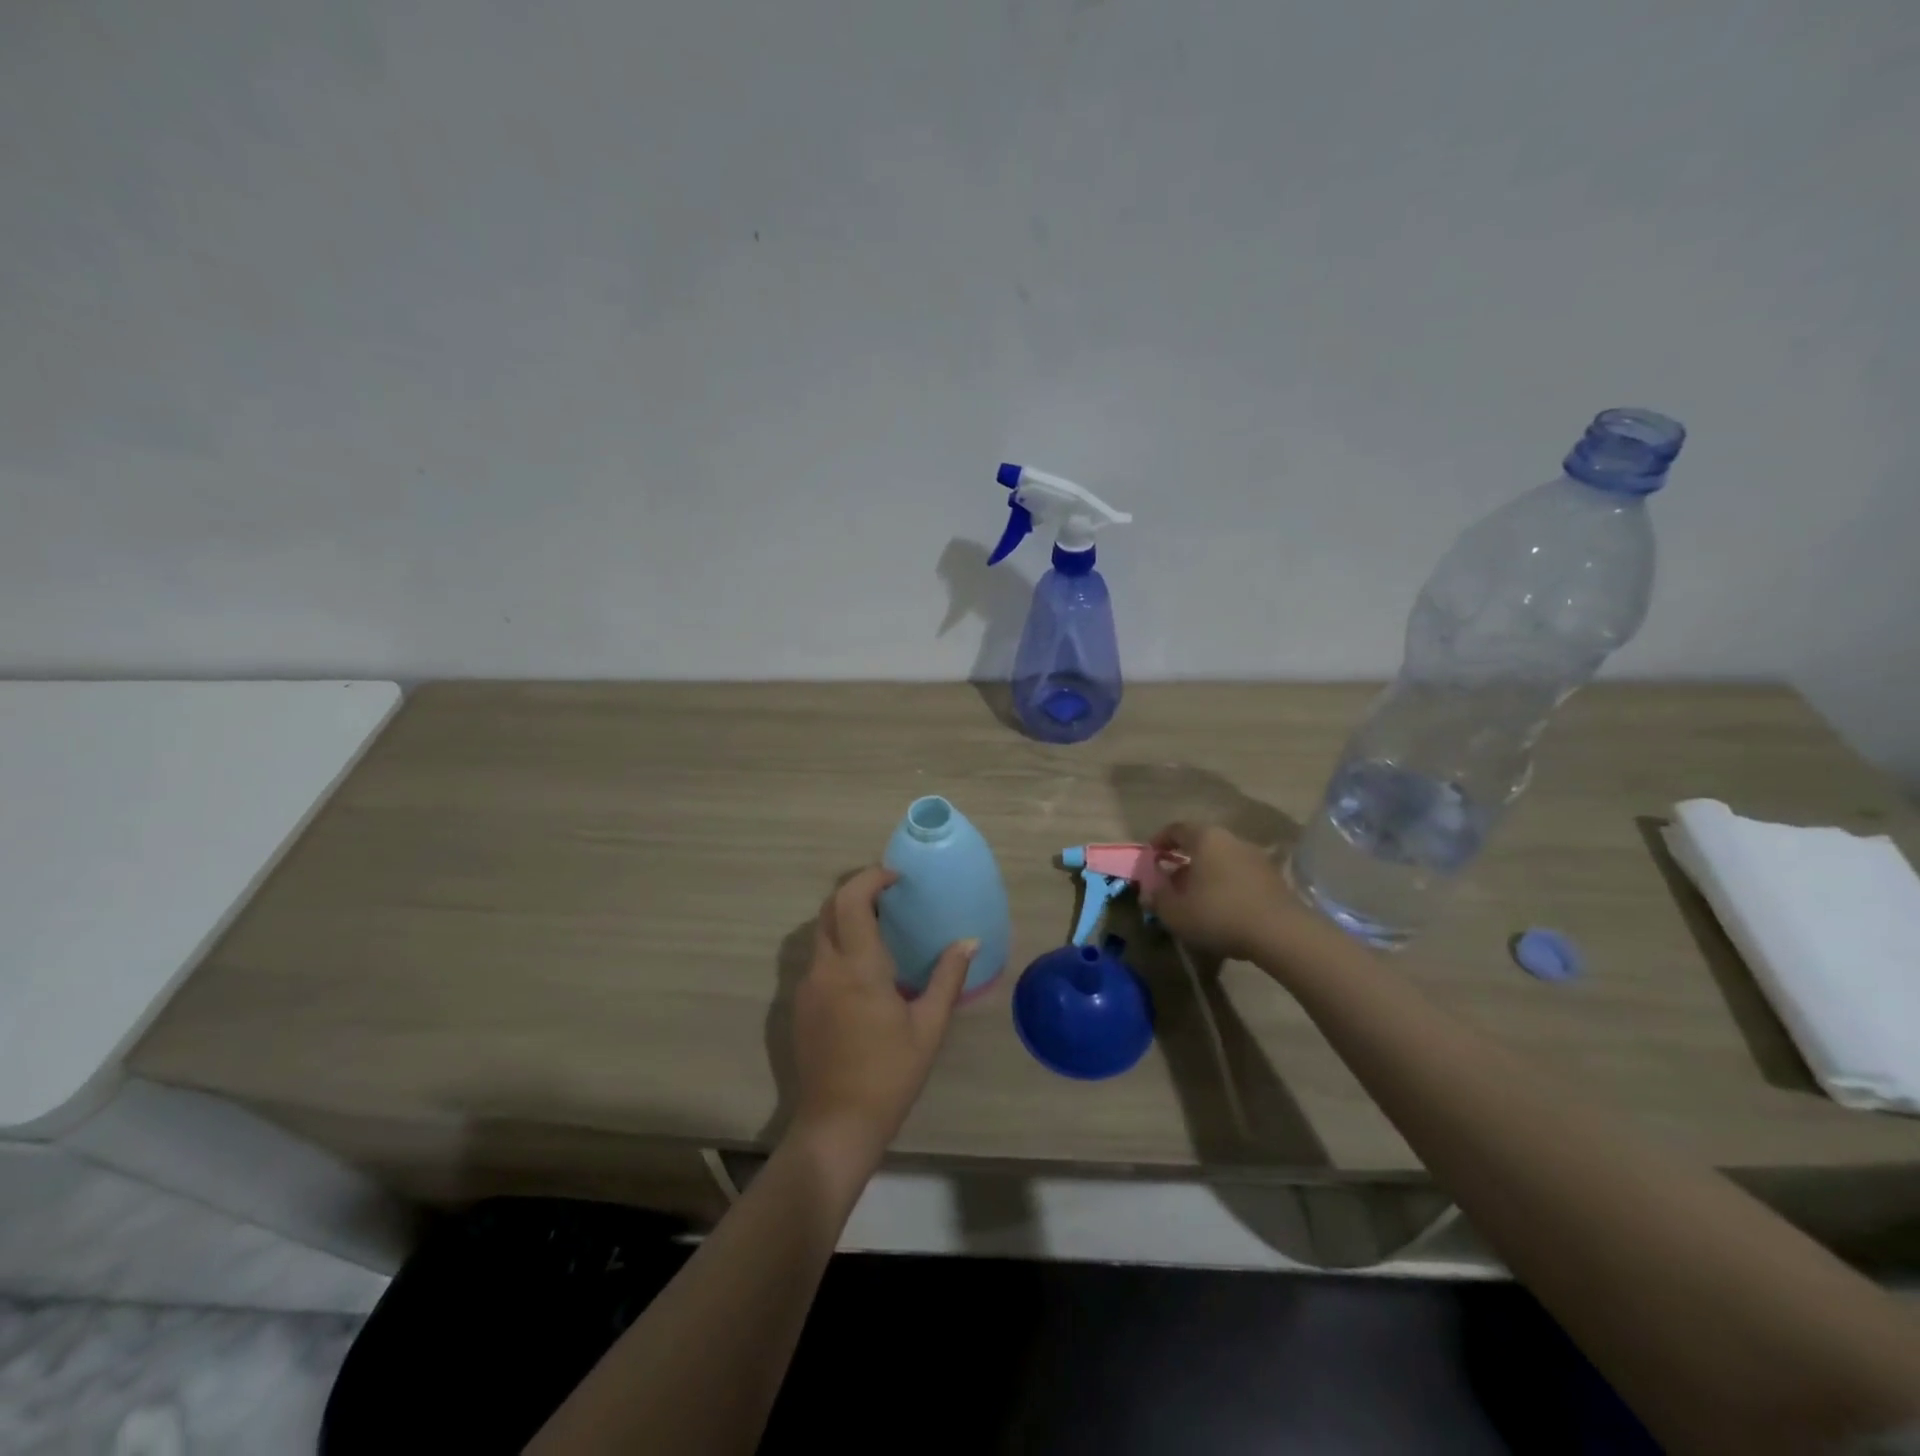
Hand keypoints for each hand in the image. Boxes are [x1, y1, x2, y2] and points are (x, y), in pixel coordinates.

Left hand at [789, 867, 975, 1171]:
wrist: (837, 1123)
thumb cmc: (890, 1074)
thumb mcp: (929, 1026)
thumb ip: (947, 978)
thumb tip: (969, 942)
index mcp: (858, 967)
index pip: (853, 900)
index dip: (871, 878)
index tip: (896, 878)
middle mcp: (826, 968)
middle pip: (830, 908)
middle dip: (857, 891)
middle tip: (889, 896)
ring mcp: (807, 986)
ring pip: (820, 932)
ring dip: (846, 917)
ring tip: (880, 927)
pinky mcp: (800, 1005)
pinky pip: (817, 958)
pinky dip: (838, 944)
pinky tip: (863, 968)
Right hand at [1142, 822, 1295, 961]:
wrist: (1281, 933)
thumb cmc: (1219, 914)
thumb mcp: (1176, 912)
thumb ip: (1158, 899)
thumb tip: (1149, 892)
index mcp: (1205, 838)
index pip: (1176, 829)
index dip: (1159, 841)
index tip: (1151, 858)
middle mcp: (1231, 840)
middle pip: (1201, 844)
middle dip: (1183, 861)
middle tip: (1171, 882)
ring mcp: (1256, 857)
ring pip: (1222, 860)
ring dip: (1206, 875)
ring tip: (1196, 899)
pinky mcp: (1273, 878)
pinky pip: (1240, 875)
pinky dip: (1226, 886)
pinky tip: (1222, 909)